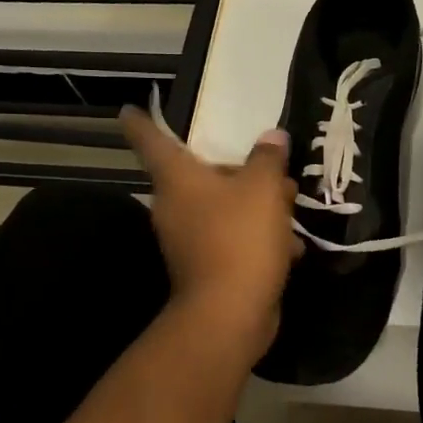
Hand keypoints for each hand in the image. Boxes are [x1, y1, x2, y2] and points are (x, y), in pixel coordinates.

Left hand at [120, 108, 300, 357]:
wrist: (230, 314)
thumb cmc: (240, 237)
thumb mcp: (264, 188)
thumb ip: (268, 158)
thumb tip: (272, 137)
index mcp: (178, 178)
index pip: (150, 139)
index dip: (142, 121)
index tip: (131, 108)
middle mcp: (175, 205)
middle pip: (201, 174)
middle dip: (239, 170)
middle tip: (273, 166)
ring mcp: (188, 239)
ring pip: (223, 207)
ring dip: (257, 205)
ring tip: (291, 207)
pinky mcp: (207, 266)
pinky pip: (233, 238)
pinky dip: (258, 238)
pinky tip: (290, 247)